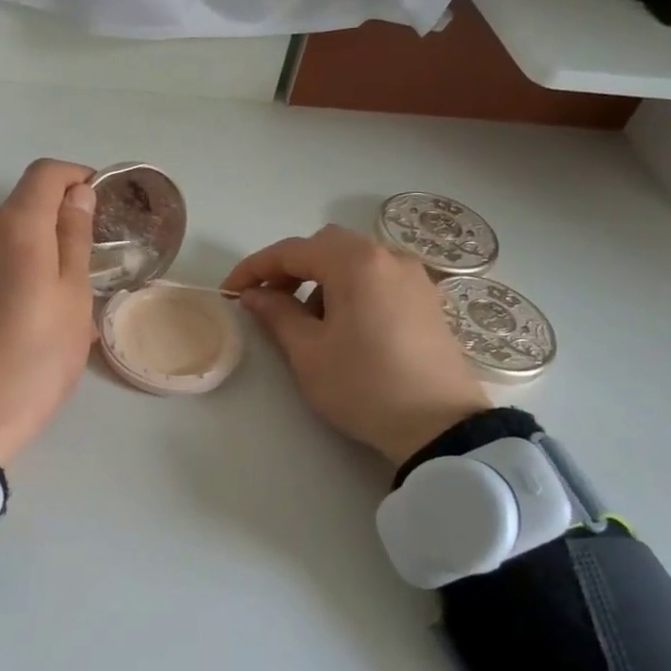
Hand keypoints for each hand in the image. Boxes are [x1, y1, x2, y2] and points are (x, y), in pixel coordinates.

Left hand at [0, 159, 98, 467]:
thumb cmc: (37, 356)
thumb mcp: (73, 296)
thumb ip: (75, 237)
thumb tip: (77, 193)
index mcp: (15, 226)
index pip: (45, 173)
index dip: (76, 176)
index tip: (100, 198)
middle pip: (24, 205)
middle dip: (59, 218)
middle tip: (90, 259)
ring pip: (7, 237)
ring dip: (38, 248)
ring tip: (63, 294)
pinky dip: (16, 269)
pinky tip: (31, 311)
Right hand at [223, 224, 489, 464]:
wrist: (439, 425)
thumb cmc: (363, 385)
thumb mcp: (309, 352)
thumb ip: (277, 314)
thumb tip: (254, 294)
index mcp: (356, 262)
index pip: (292, 251)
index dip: (255, 268)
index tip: (231, 290)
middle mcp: (388, 257)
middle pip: (327, 246)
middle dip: (291, 268)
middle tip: (270, 302)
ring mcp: (414, 277)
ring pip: (355, 260)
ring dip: (322, 279)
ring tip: (308, 322)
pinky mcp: (427, 299)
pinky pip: (379, 278)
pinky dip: (352, 288)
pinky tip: (345, 326)